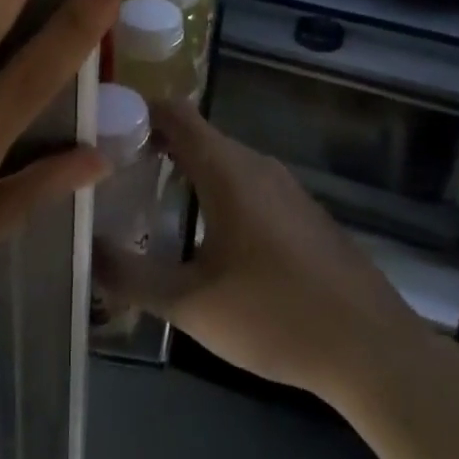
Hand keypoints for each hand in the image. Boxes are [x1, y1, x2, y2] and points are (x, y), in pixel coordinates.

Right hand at [94, 101, 445, 407]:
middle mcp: (256, 164)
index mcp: (228, 169)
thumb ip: (133, 276)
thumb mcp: (192, 304)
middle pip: (197, 134)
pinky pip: (246, 183)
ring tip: (148, 202)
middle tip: (113, 174)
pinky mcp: (301, 212)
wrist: (371, 347)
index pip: (174, 113)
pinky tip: (203, 234)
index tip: (102, 133)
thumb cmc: (275, 315)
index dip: (136, 111)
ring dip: (185, 170)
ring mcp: (284, 187)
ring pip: (223, 160)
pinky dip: (214, 190)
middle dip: (153, 145)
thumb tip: (87, 252)